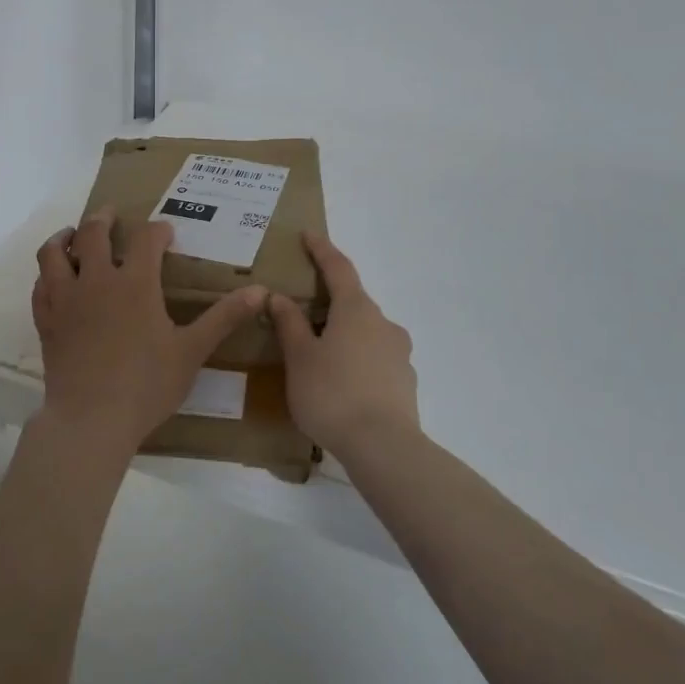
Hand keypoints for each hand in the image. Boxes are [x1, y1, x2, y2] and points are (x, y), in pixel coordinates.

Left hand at [32, 206, 266, 454]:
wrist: (91, 420)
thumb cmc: (147, 385)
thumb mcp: (192, 351)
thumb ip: (224, 318)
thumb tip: (261, 291)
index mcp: (135, 283)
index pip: (146, 239)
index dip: (157, 230)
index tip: (165, 233)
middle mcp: (97, 281)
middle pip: (94, 233)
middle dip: (104, 218)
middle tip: (111, 214)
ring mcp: (66, 299)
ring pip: (54, 253)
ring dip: (65, 237)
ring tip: (72, 235)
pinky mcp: (47, 321)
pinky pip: (41, 286)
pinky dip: (47, 275)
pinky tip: (54, 279)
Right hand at [270, 233, 418, 459]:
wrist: (383, 447)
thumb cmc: (331, 394)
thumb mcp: (300, 358)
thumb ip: (290, 324)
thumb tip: (279, 296)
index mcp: (356, 310)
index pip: (338, 268)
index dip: (322, 250)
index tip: (308, 235)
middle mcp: (383, 324)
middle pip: (353, 302)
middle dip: (329, 303)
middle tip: (301, 313)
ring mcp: (399, 354)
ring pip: (365, 333)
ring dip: (343, 334)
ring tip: (318, 356)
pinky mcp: (405, 382)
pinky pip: (375, 360)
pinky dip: (356, 361)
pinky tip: (341, 385)